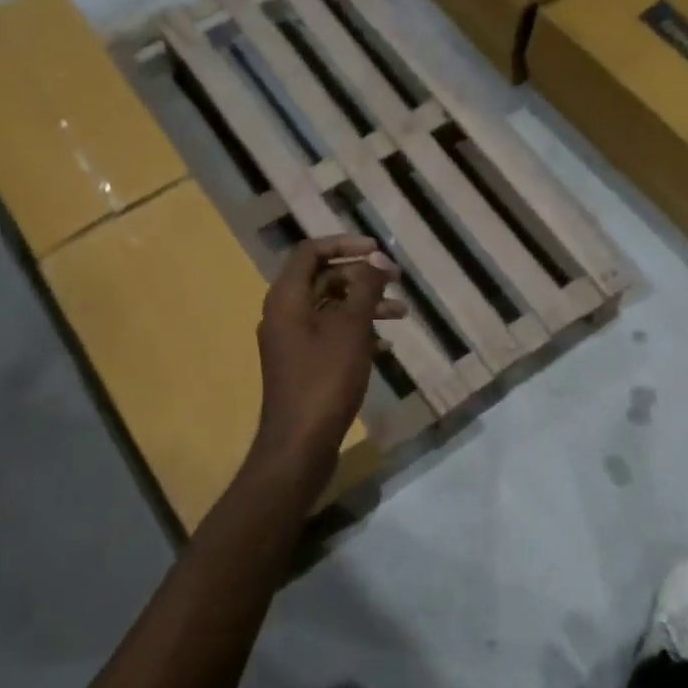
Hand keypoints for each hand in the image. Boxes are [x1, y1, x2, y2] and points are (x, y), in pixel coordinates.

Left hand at [251, 235, 407, 471]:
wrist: (300, 443)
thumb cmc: (325, 380)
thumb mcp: (351, 329)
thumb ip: (365, 289)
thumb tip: (377, 259)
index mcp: (287, 299)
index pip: (310, 252)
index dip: (345, 244)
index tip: (378, 250)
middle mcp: (285, 314)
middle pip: (323, 278)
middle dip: (362, 276)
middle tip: (397, 280)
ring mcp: (293, 341)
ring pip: (331, 308)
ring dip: (365, 305)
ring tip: (402, 314)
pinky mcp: (304, 364)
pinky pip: (331, 334)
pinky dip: (358, 332)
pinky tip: (386, 345)